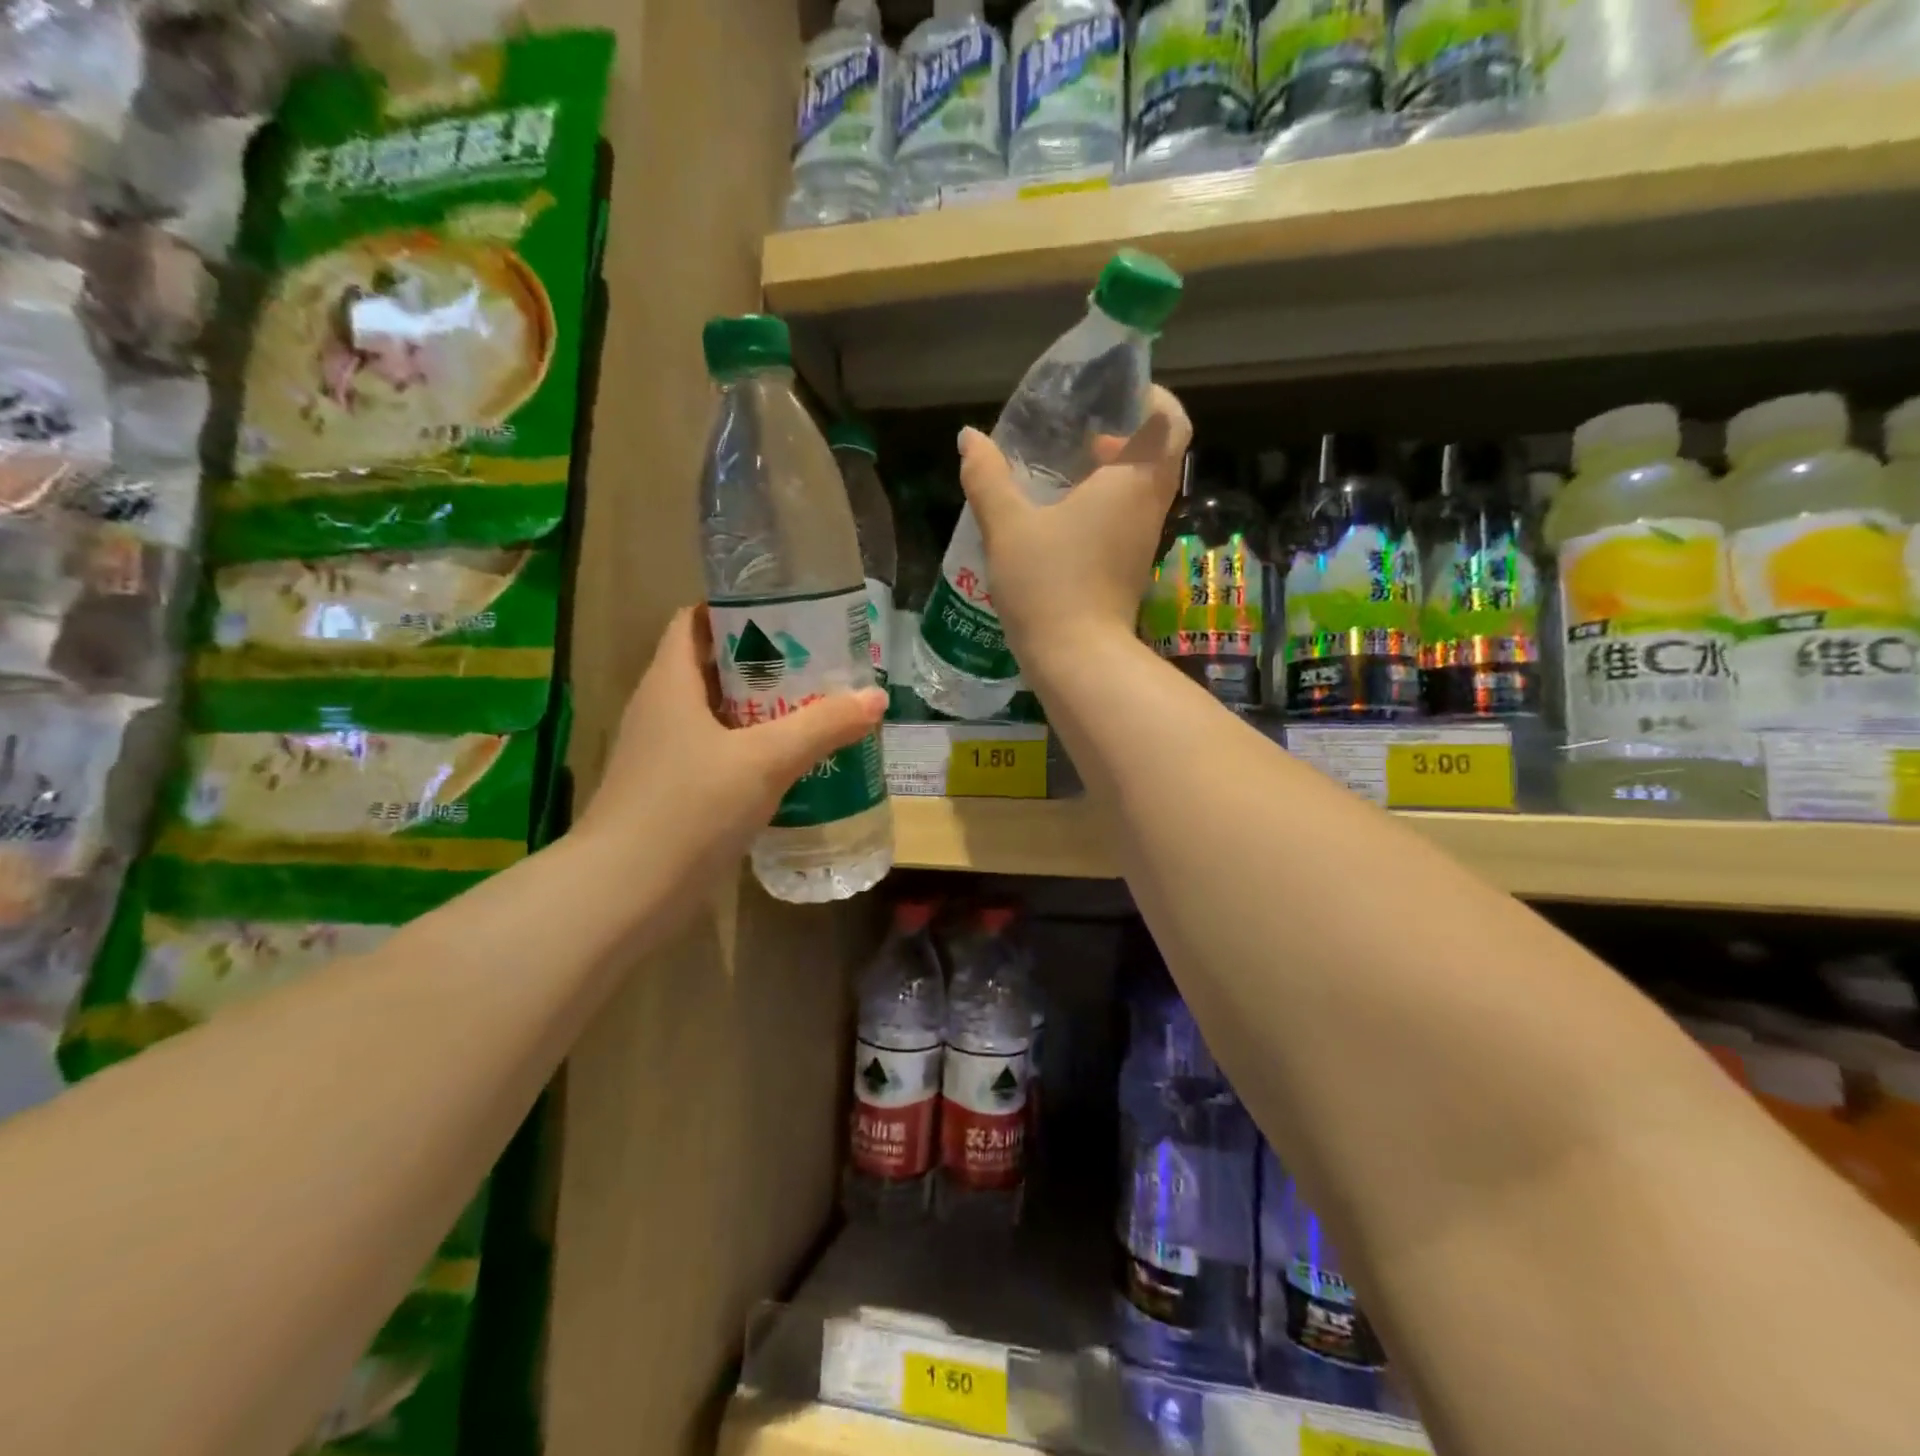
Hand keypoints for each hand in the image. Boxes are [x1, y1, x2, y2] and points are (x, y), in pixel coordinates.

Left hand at [578, 606, 885, 885]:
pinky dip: (752, 751)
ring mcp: (662, 754)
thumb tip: (875, 696)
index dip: (737, 610)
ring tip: (816, 711)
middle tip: (819, 666)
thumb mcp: (765, 760)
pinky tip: (790, 766)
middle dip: (765, 664)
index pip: (695, 622)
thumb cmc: (689, 808)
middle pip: (713, 668)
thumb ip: (822, 725)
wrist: (625, 893)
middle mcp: (660, 710)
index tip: (789, 615)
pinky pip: (717, 754)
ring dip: (762, 710)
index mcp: (670, 683)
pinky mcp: (671, 792)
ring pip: (718, 715)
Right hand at [957, 385, 1191, 678]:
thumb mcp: (1008, 527)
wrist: (1077, 660)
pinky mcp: (1129, 571)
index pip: (1170, 423)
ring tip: (1064, 473)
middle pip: (1157, 455)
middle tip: (1081, 435)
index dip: (1152, 399)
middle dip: (1125, 437)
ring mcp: (1142, 544)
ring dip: (1112, 475)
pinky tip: (1060, 519)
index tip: (1117, 396)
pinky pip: (1126, 521)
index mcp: (1132, 483)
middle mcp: (1147, 508)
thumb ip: (987, 478)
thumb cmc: (1049, 584)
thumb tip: (968, 437)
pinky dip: (1104, 507)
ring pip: (1141, 491)